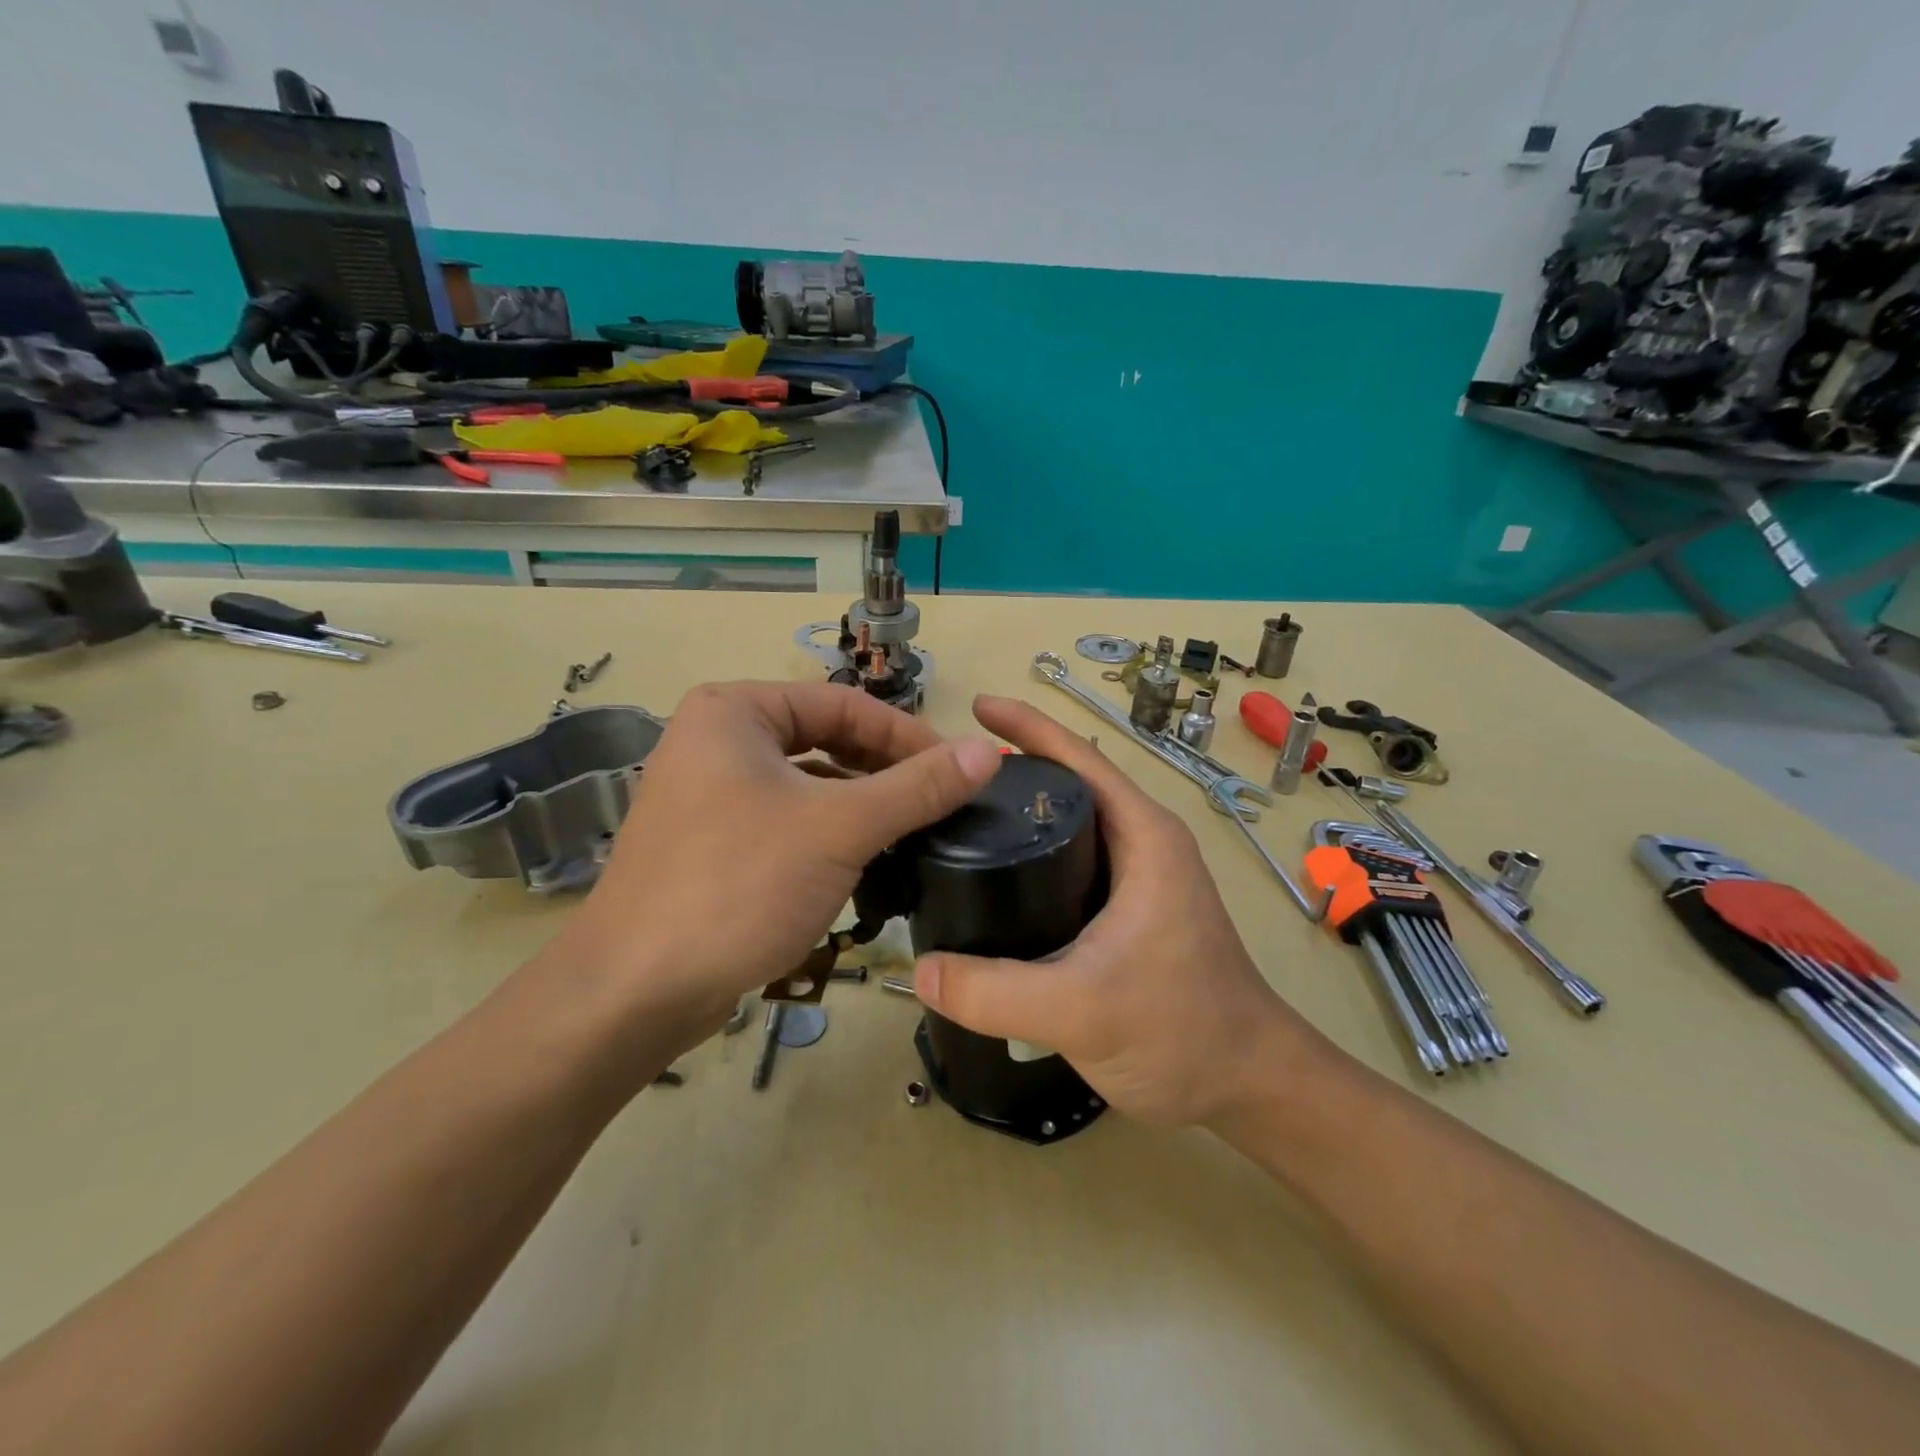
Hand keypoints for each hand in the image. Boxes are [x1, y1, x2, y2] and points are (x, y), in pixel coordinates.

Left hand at [552, 682, 1002, 1036]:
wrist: (634, 991)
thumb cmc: (738, 886)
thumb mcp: (840, 829)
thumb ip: (918, 787)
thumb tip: (988, 751)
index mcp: (735, 710)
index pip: (844, 704)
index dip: (908, 735)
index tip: (960, 770)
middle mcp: (716, 738)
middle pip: (825, 738)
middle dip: (885, 770)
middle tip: (941, 803)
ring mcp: (709, 790)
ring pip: (808, 781)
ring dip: (862, 802)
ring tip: (914, 831)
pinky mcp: (711, 838)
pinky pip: (786, 816)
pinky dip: (829, 830)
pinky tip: (865, 858)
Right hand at [913, 696, 1331, 1126]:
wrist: (1248, 1082)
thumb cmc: (1182, 1032)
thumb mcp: (1081, 1009)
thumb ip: (995, 993)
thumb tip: (920, 971)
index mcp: (1144, 837)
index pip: (1080, 759)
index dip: (1028, 727)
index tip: (976, 708)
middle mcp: (1143, 844)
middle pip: (1069, 785)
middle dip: (1012, 769)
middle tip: (947, 776)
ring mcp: (1139, 878)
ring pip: (1069, 826)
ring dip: (1022, 813)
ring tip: (957, 818)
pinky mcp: (1128, 911)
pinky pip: (1070, 865)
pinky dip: (1032, 856)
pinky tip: (994, 878)